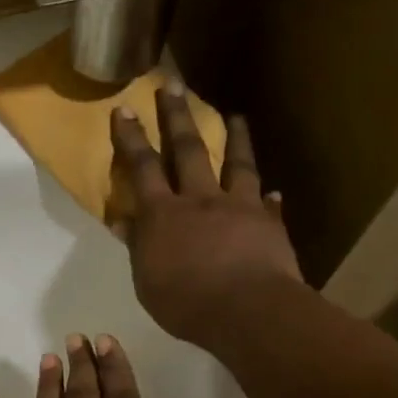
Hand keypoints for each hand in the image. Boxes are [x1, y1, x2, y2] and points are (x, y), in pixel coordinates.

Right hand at [110, 88, 301, 348]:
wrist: (249, 313)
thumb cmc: (186, 302)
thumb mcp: (147, 281)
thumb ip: (139, 247)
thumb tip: (125, 222)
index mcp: (163, 214)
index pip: (142, 167)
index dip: (132, 138)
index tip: (125, 109)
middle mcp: (200, 200)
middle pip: (187, 150)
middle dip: (177, 115)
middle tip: (172, 84)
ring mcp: (240, 207)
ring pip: (237, 164)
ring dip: (234, 138)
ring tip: (235, 115)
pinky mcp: (270, 224)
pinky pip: (268, 204)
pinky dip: (268, 196)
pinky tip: (273, 190)